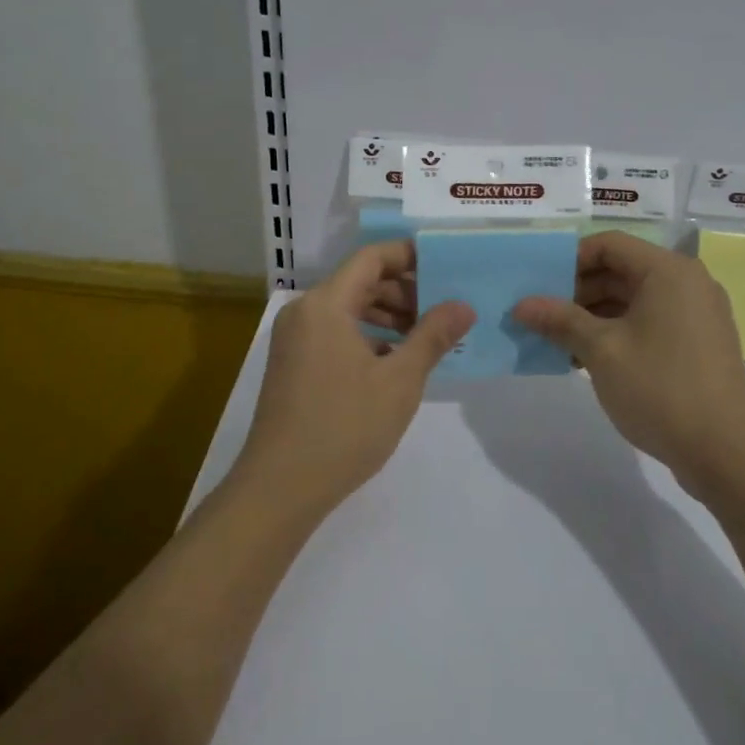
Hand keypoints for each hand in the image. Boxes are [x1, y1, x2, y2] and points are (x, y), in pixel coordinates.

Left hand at [233, 240, 474, 522]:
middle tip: (443, 309)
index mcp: (326, 304)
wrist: (280, 488)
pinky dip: (366, 337)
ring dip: (387, 315)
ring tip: (426, 336)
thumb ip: (433, 336)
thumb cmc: (344, 426)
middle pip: (360, 282)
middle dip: (404, 290)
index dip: (409, 256)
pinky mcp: (293, 364)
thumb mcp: (400, 380)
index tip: (445, 267)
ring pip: (348, 309)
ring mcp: (294, 339)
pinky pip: (335, 332)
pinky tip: (394, 361)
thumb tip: (464, 305)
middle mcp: (304, 312)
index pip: (372, 258)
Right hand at [513, 232, 744, 485]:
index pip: (609, 244)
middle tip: (542, 317)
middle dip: (578, 291)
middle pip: (622, 270)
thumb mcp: (601, 350)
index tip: (540, 286)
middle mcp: (688, 282)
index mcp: (668, 271)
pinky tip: (588, 358)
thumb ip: (560, 320)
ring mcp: (697, 314)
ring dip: (594, 315)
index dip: (570, 260)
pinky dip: (619, 331)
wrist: (724, 453)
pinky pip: (651, 321)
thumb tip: (521, 305)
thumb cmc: (660, 388)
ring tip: (558, 341)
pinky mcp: (699, 342)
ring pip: (634, 299)